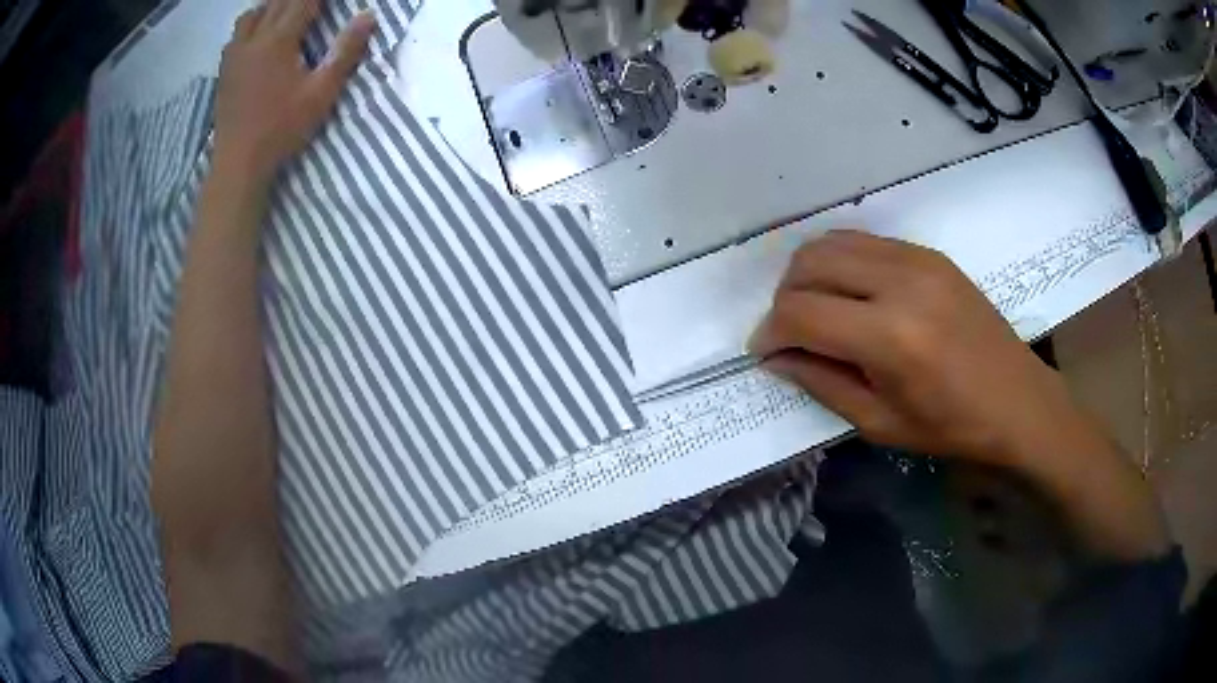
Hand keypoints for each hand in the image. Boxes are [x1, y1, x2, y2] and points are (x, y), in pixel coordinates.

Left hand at [213, 0, 374, 180]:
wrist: (239, 162)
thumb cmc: (282, 128)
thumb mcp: (322, 92)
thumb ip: (345, 51)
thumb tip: (369, 16)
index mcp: (279, 40)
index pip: (304, 0)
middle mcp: (254, 39)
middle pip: (277, 2)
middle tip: (312, 3)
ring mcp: (235, 55)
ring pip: (251, 14)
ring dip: (271, 6)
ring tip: (285, 11)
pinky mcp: (224, 71)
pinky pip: (235, 35)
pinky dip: (250, 25)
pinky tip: (257, 35)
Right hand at [749, 230, 1086, 467]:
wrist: (1017, 401)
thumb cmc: (952, 427)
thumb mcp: (880, 423)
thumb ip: (821, 383)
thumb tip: (776, 358)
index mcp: (889, 337)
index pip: (801, 313)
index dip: (770, 332)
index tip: (764, 352)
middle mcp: (899, 282)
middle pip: (809, 263)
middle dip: (784, 297)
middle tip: (789, 333)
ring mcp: (916, 259)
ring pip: (832, 242)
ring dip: (808, 274)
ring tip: (815, 311)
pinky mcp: (928, 253)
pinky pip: (865, 241)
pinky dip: (841, 262)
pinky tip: (849, 294)